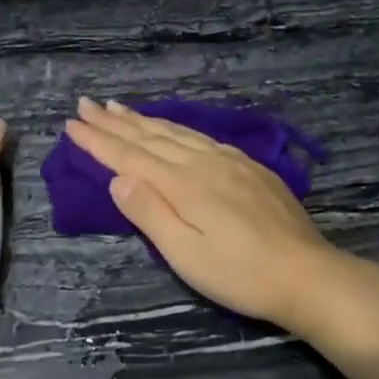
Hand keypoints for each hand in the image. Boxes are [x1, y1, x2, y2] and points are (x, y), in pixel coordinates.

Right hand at [63, 98, 346, 330]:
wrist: (307, 274)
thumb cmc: (240, 274)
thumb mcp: (186, 255)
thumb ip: (150, 213)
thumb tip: (117, 178)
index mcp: (183, 184)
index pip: (130, 156)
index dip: (98, 141)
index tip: (71, 124)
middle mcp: (204, 162)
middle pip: (151, 136)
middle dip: (114, 121)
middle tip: (85, 104)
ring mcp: (230, 161)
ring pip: (177, 132)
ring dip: (143, 118)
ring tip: (118, 107)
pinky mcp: (250, 167)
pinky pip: (201, 136)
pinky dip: (176, 127)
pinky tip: (173, 127)